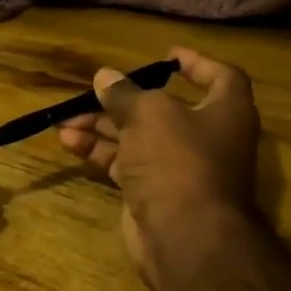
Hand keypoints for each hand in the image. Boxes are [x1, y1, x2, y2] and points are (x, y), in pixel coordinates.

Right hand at [56, 47, 259, 290]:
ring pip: (136, 136)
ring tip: (64, 119)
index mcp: (225, 112)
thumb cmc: (178, 159)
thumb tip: (104, 76)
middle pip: (163, 108)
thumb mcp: (149, 114)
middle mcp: (206, 137)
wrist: (184, 236)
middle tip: (92, 91)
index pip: (221, 78)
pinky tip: (68, 141)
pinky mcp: (153, 192)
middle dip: (123, 99)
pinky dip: (98, 151)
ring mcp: (178, 167)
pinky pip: (124, 162)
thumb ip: (124, 93)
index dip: (196, 64)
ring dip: (101, 125)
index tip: (166, 55)